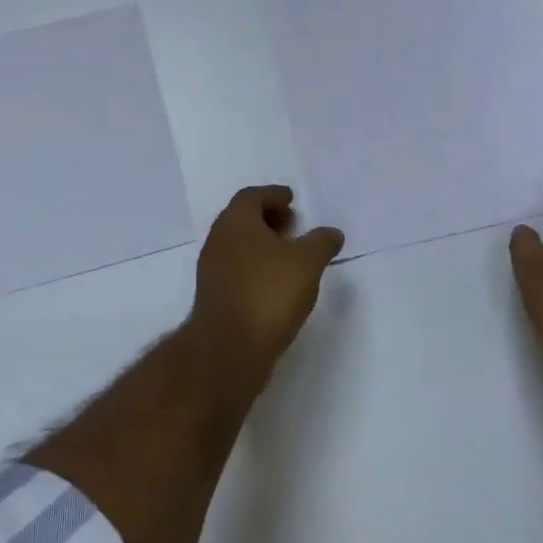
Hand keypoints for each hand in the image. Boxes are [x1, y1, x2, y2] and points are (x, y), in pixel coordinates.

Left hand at [189, 186, 344, 369]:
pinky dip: (254, 265)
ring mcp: (211, 269)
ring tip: (288, 255)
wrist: (229, 347)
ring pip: (237, 245)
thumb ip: (321, 242)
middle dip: (267, 218)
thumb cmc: (268, 293)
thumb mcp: (307, 262)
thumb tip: (331, 233)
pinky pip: (235, 268)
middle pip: (241, 218)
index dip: (273, 195)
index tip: (291, 200)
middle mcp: (218, 240)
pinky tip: (274, 282)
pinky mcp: (213, 296)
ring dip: (260, 243)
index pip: (252, 196)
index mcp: (236, 221)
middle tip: (291, 224)